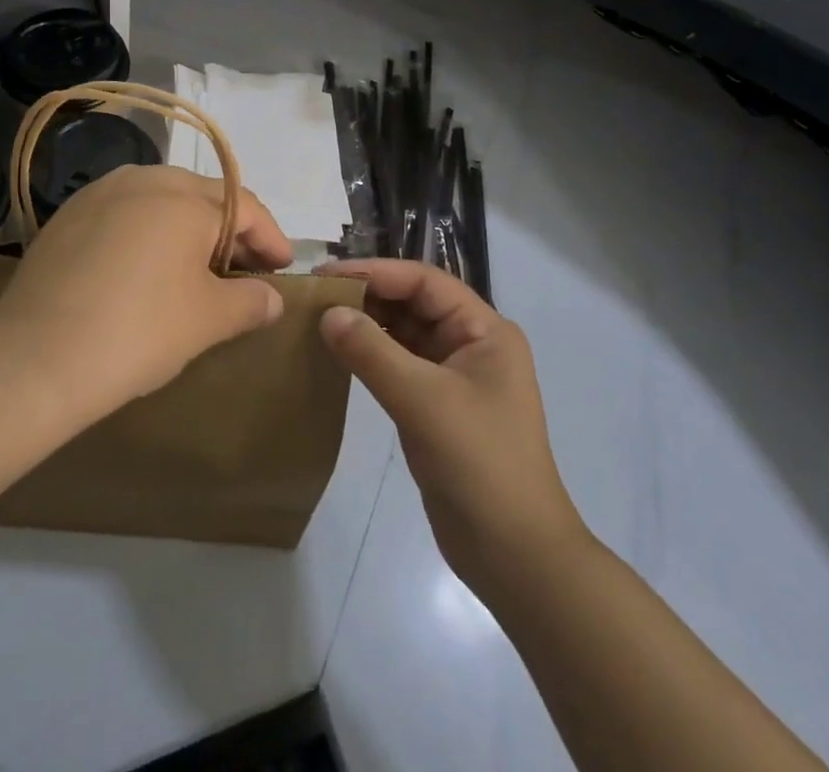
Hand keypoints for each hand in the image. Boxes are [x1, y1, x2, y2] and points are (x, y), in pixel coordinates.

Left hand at [0, 165, 291, 425]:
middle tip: (244, 272)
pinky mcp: (69, 216)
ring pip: (161, 201)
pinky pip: (125, 214)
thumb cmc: (138, 332)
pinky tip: (145, 269)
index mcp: (184, 197)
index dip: (271, 238)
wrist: (34, 358)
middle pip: (203, 197)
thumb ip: (250, 302)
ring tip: (197, 270)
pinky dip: (148, 234)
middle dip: (230, 231)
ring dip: (188, 229)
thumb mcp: (207, 321)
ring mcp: (100, 193)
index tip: (282, 270)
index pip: (245, 206)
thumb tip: (271, 297)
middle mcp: (144, 179)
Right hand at [317, 260, 584, 596]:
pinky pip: (397, 365)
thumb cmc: (479, 464)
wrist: (514, 556)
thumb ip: (372, 352)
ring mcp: (453, 376)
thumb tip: (327, 313)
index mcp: (484, 330)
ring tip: (316, 318)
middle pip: (412, 304)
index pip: (424, 282)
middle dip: (366, 296)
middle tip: (314, 296)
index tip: (326, 274)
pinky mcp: (435, 406)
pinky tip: (335, 353)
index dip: (375, 272)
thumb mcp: (423, 401)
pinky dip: (368, 356)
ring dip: (364, 326)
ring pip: (402, 334)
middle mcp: (470, 344)